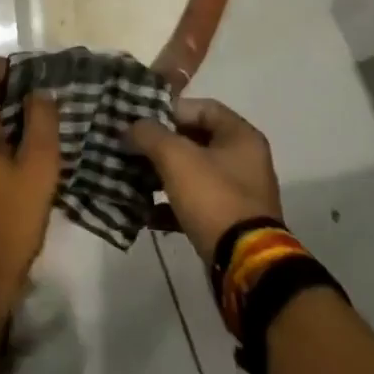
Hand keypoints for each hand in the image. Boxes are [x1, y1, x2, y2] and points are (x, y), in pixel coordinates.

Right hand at [128, 98, 283, 264]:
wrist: (245, 266)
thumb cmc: (213, 198)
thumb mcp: (175, 157)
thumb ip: (148, 134)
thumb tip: (128, 128)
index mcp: (240, 136)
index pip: (201, 107)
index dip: (170, 110)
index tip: (141, 120)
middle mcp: (244, 161)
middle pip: (195, 141)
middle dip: (160, 144)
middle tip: (131, 147)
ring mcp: (238, 194)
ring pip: (192, 174)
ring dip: (162, 175)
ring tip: (132, 178)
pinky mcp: (229, 223)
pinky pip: (195, 205)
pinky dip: (171, 206)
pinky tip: (145, 214)